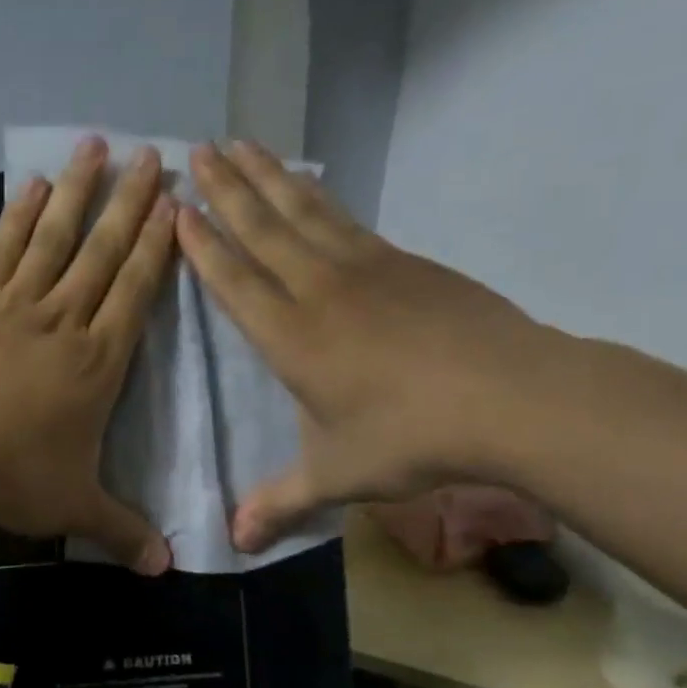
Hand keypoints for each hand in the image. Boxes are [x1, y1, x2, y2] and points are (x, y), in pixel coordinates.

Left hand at [0, 134, 176, 573]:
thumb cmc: (11, 478)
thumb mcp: (74, 508)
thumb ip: (122, 531)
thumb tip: (166, 571)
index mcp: (99, 364)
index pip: (137, 293)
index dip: (158, 247)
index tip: (175, 205)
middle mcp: (66, 322)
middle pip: (105, 252)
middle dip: (131, 203)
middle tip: (153, 154)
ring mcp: (17, 306)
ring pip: (57, 238)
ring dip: (80, 192)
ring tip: (98, 145)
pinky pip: (4, 250)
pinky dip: (21, 216)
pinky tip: (34, 186)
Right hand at [177, 139, 556, 553]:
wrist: (509, 397)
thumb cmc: (408, 438)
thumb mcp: (334, 477)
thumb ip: (278, 504)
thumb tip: (233, 543)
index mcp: (291, 338)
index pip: (234, 281)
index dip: (203, 245)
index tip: (177, 208)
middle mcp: (320, 291)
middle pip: (263, 230)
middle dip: (226, 191)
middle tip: (197, 151)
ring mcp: (367, 269)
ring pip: (304, 213)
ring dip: (268, 179)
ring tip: (242, 144)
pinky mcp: (406, 263)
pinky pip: (347, 220)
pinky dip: (319, 198)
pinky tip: (310, 188)